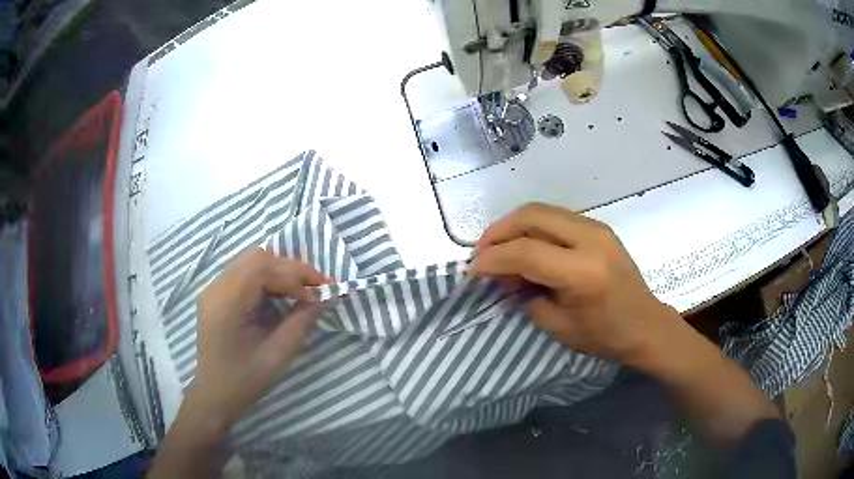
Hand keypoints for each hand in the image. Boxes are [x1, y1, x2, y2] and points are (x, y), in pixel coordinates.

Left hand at [187, 248, 327, 436]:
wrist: (213, 396)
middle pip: (257, 258)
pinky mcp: (217, 296)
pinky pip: (245, 273)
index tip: (320, 295)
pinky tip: (281, 296)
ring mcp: (214, 289)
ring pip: (251, 262)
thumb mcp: (276, 357)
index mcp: (226, 303)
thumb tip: (323, 299)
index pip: (262, 268)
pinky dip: (268, 278)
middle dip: (290, 268)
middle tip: (315, 287)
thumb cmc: (243, 382)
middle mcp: (216, 288)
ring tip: (301, 290)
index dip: (295, 276)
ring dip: (280, 271)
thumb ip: (300, 324)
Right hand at [468, 203, 685, 371]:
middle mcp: (590, 239)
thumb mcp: (558, 326)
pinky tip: (526, 247)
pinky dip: (533, 228)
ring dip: (514, 226)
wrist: (645, 324)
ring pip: (542, 210)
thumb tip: (506, 275)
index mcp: (582, 272)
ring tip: (499, 249)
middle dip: (498, 231)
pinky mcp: (599, 227)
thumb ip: (527, 295)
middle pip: (531, 216)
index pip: (525, 252)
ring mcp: (597, 228)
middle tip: (481, 252)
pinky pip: (556, 217)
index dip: (492, 259)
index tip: (472, 269)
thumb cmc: (604, 335)